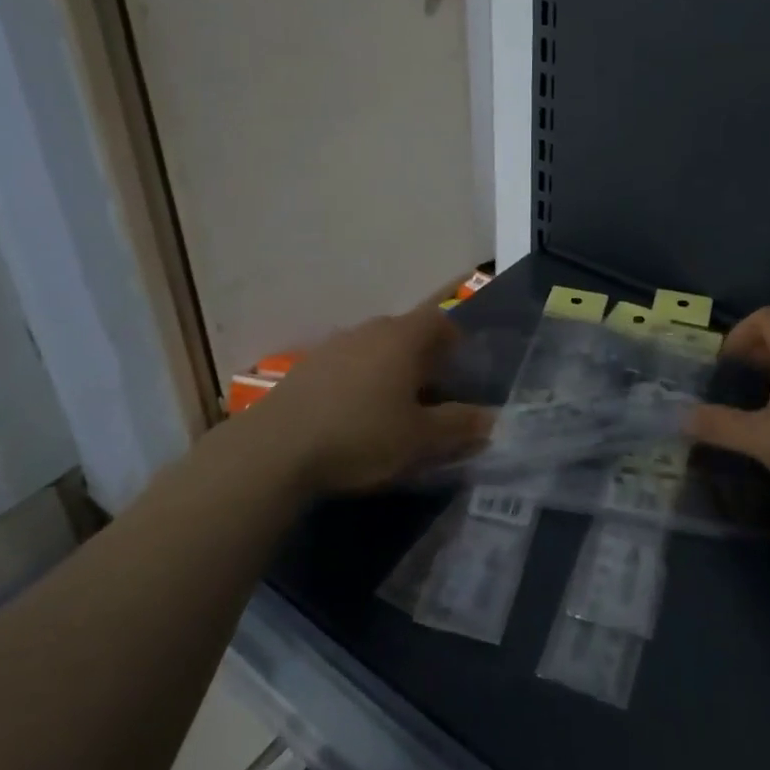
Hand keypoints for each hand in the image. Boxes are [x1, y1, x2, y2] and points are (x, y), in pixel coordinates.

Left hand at [254, 305, 491, 494]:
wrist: (276, 449)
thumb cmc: (362, 435)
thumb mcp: (420, 439)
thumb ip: (460, 425)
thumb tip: (493, 418)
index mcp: (403, 338)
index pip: (440, 320)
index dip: (455, 343)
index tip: (459, 375)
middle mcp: (369, 330)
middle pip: (406, 332)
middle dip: (423, 359)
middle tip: (431, 396)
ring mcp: (333, 345)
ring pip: (374, 348)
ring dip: (388, 370)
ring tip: (391, 409)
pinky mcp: (305, 367)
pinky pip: (346, 365)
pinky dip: (357, 382)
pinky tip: (352, 416)